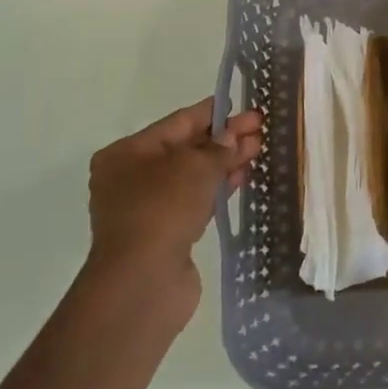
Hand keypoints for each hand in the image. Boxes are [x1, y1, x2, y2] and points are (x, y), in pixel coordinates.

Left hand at [84, 99, 262, 321]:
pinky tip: (243, 178)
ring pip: (193, 176)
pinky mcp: (165, 233)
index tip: (244, 106)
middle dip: (224, 139)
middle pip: (186, 148)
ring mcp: (148, 207)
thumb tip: (232, 136)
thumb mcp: (196, 166)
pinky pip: (196, 200)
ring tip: (259, 150)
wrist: (143, 282)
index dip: (214, 113)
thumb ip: (219, 147)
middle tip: (260, 129)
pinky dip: (218, 188)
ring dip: (225, 163)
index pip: (178, 122)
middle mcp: (132, 177)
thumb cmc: (163, 208)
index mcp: (127, 153)